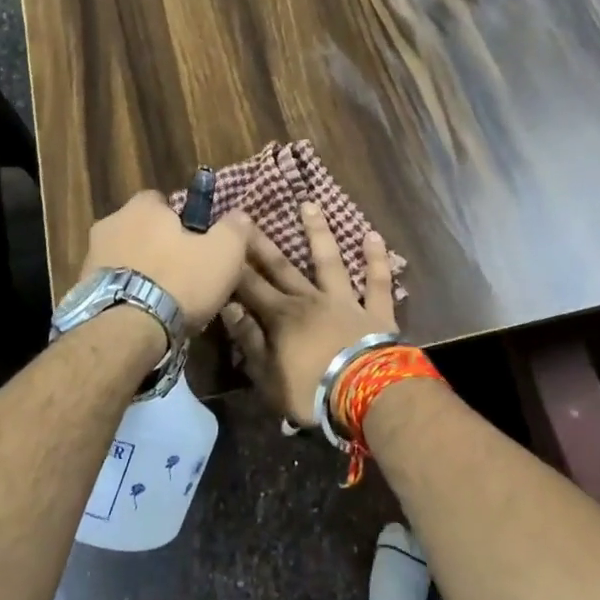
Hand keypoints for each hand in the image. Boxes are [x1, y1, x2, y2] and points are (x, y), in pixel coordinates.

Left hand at [78, 190, 253, 331]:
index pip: (162, 200)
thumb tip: (239, 216)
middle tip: (183, 271)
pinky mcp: (81, 290)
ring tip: (163, 299)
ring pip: (125, 257)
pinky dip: (126, 293)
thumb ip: (234, 229)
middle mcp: (110, 223)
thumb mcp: (223, 253)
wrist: (125, 331)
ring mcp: (91, 257)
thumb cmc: (178, 281)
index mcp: (142, 207)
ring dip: (140, 270)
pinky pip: (112, 284)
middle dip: (158, 245)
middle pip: (141, 229)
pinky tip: (143, 314)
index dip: (181, 219)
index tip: (196, 241)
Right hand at [222, 203, 397, 424]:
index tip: (222, 239)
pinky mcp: (376, 311)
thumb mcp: (268, 376)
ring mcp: (345, 301)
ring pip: (329, 261)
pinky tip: (373, 235)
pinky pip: (377, 282)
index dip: (234, 265)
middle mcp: (311, 300)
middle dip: (262, 243)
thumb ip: (249, 340)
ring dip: (319, 233)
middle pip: (282, 267)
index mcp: (282, 318)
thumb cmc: (311, 392)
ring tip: (310, 205)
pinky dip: (376, 259)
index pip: (250, 286)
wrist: (366, 394)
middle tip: (247, 216)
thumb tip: (230, 307)